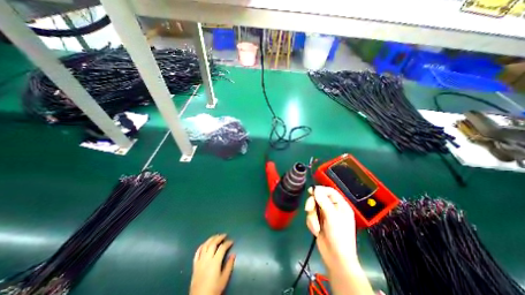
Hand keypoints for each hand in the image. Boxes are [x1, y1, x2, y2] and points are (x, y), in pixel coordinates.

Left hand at [190, 234, 234, 293]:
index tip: (232, 241)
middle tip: (225, 235)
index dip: (228, 243)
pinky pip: (197, 252)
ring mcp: (200, 261)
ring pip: (205, 245)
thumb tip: (233, 254)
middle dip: (219, 237)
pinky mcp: (195, 265)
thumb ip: (229, 265)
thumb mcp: (224, 279)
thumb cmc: (214, 290)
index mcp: (215, 262)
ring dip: (211, 239)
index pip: (222, 248)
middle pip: (213, 244)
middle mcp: (207, 259)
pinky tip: (205, 244)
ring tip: (216, 236)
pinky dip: (201, 246)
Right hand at [306, 186, 359, 271]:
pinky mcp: (318, 221)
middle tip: (308, 209)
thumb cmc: (338, 237)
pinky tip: (316, 231)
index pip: (330, 191)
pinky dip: (311, 223)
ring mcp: (325, 215)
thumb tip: (316, 189)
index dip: (320, 190)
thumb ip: (323, 201)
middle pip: (318, 198)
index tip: (311, 191)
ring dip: (312, 217)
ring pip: (313, 207)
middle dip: (312, 205)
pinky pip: (311, 216)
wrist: (335, 258)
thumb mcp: (332, 217)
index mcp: (340, 205)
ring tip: (316, 227)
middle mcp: (332, 208)